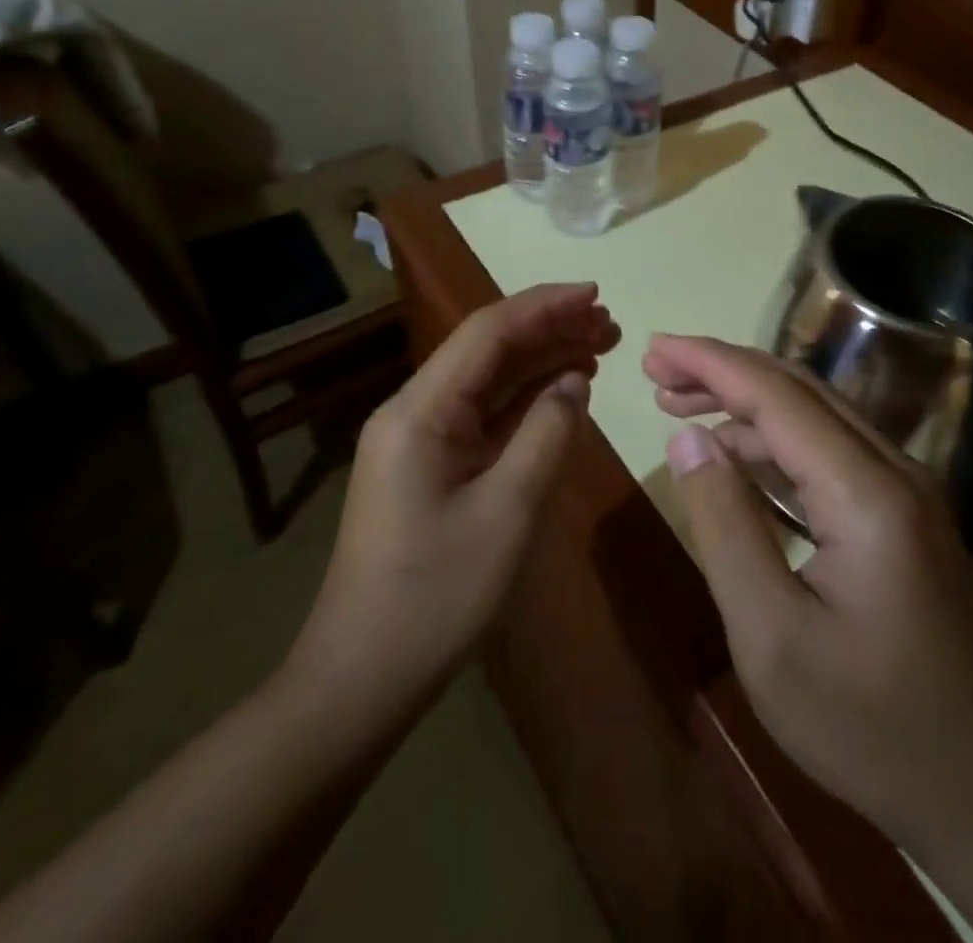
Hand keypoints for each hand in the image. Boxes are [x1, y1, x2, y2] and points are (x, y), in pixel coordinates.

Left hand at [292, 284, 619, 708]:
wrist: (361, 677)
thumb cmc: (434, 596)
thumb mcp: (506, 513)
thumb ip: (546, 435)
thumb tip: (574, 382)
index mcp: (421, 410)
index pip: (488, 332)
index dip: (544, 306)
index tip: (596, 294)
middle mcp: (415, 411)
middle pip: (489, 351)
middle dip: (550, 330)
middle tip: (611, 325)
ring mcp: (421, 440)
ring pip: (489, 382)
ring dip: (542, 362)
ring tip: (601, 348)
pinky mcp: (431, 466)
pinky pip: (484, 417)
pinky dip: (526, 400)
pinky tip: (564, 392)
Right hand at [644, 335, 972, 864]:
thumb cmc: (868, 726)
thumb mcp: (771, 637)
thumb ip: (725, 525)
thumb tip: (688, 439)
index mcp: (868, 494)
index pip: (778, 398)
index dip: (711, 364)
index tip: (654, 349)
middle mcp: (896, 472)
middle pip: (800, 392)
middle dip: (725, 371)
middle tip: (659, 371)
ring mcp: (907, 493)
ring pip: (816, 418)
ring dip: (747, 406)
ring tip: (680, 407)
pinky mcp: (904, 517)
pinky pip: (830, 454)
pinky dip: (775, 444)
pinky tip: (736, 456)